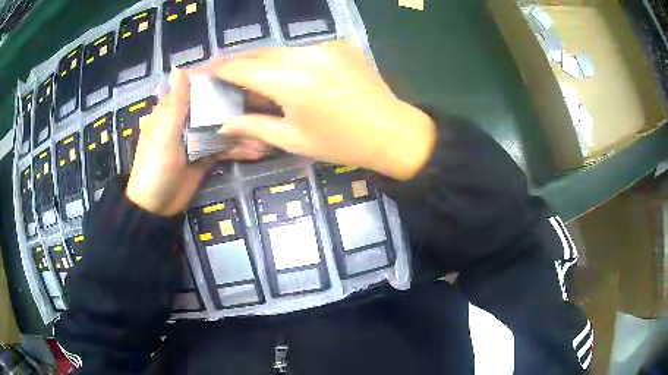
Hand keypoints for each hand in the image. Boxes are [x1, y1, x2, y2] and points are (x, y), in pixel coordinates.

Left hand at [125, 68, 265, 216]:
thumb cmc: (155, 166)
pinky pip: (225, 149)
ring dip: (243, 131)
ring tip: (268, 133)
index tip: (245, 72)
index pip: (197, 87)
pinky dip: (239, 150)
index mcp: (173, 110)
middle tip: (267, 103)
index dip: (218, 79)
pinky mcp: (205, 157)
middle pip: (214, 107)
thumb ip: (176, 103)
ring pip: (223, 128)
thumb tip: (179, 67)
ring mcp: (197, 139)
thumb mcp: (164, 133)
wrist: (156, 208)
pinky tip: (258, 151)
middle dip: (238, 107)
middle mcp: (186, 120)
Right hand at [200, 40, 436, 180]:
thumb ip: (254, 127)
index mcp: (291, 81)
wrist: (392, 132)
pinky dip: (289, 58)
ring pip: (281, 49)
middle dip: (239, 62)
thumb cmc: (341, 143)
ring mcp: (326, 45)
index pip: (242, 68)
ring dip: (263, 60)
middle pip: (260, 53)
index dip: (220, 68)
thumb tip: (223, 123)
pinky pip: (304, 49)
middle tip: (223, 74)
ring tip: (252, 76)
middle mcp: (306, 54)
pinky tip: (288, 73)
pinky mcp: (340, 44)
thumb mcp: (293, 140)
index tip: (204, 71)